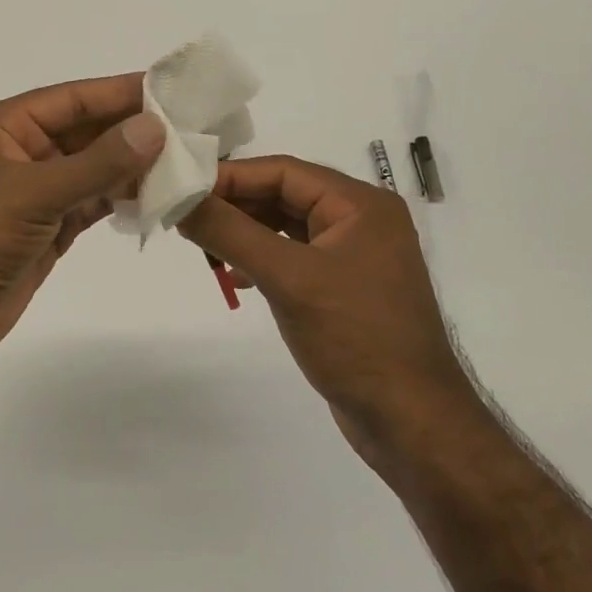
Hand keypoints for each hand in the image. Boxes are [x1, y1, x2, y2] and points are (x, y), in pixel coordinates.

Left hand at [0, 73, 164, 378]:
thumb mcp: (33, 193)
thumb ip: (97, 163)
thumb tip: (153, 127)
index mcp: (5, 127)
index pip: (72, 99)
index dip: (119, 92)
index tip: (170, 89)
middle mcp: (21, 152)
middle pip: (86, 133)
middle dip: (133, 131)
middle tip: (189, 127)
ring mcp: (35, 192)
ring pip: (93, 169)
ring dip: (132, 167)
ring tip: (185, 162)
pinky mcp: (46, 228)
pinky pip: (91, 204)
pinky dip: (120, 200)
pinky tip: (157, 196)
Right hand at [177, 156, 475, 467]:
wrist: (411, 421)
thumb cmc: (354, 337)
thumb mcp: (287, 278)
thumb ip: (230, 233)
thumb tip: (181, 199)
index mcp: (360, 204)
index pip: (284, 171)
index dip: (231, 176)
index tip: (184, 188)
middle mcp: (361, 220)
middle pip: (285, 194)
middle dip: (235, 205)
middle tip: (187, 217)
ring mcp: (355, 255)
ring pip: (287, 226)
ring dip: (245, 233)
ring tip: (204, 246)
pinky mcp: (345, 287)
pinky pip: (295, 256)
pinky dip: (263, 259)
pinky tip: (236, 277)